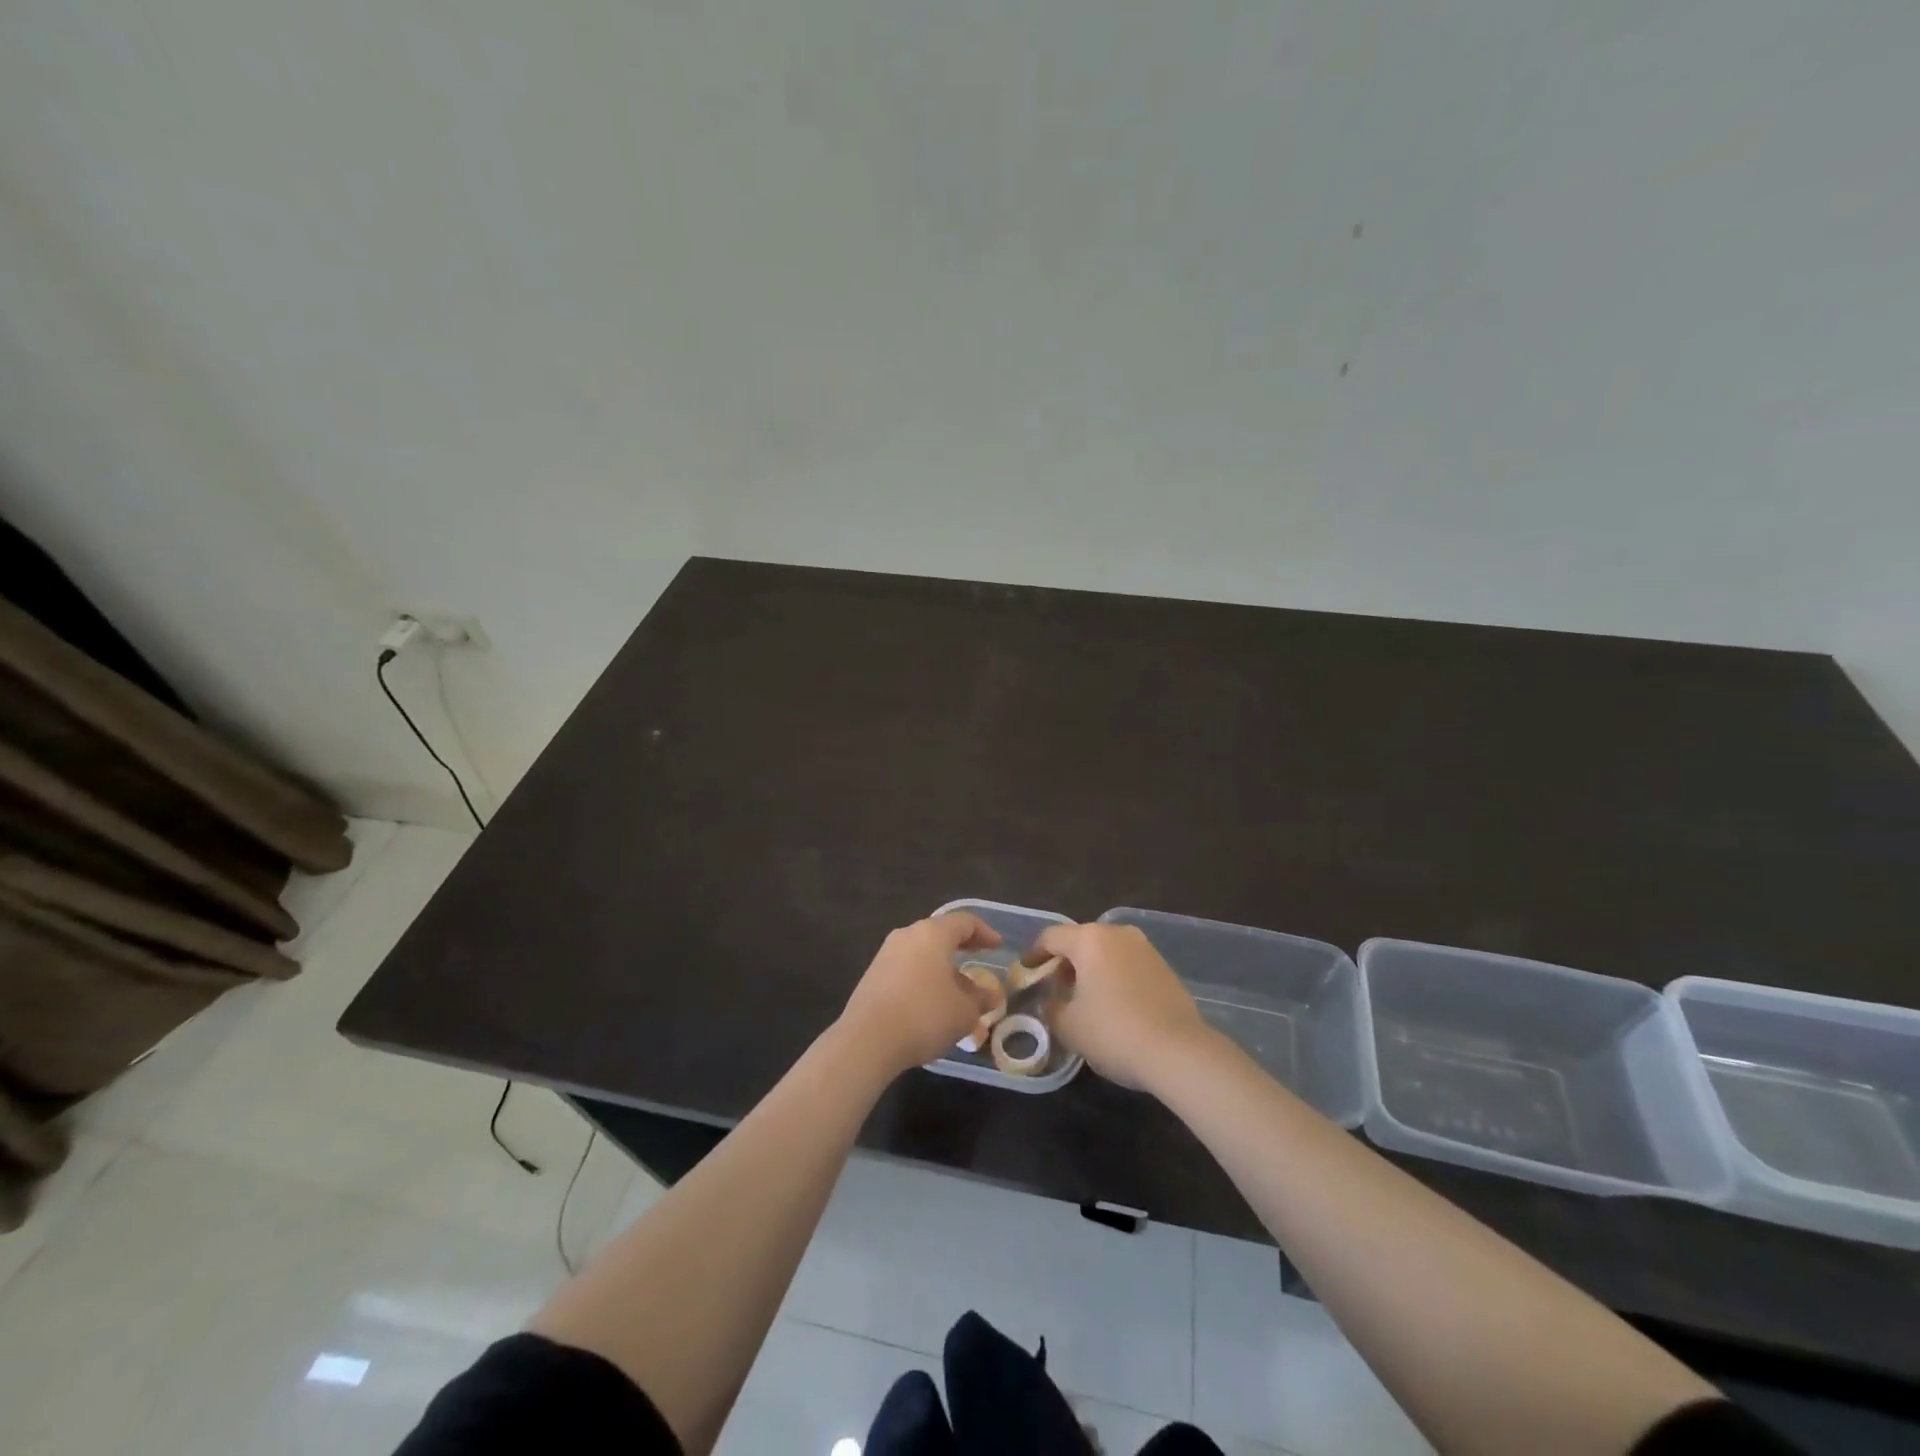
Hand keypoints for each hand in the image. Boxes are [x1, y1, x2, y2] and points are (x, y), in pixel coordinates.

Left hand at [838, 913, 1002, 1076]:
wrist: (867, 1040)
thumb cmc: (925, 1016)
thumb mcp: (964, 1011)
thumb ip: (980, 998)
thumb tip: (989, 994)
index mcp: (932, 934)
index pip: (964, 922)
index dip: (985, 932)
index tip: (997, 946)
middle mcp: (907, 935)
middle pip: (939, 933)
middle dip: (961, 946)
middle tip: (978, 957)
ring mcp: (885, 954)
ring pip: (921, 951)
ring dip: (941, 965)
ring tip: (956, 987)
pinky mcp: (872, 976)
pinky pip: (905, 968)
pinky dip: (923, 977)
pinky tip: (930, 1001)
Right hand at [1035, 922, 1213, 1089]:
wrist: (1179, 1051)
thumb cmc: (1113, 1032)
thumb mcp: (1068, 1026)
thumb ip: (1051, 1007)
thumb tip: (1052, 1001)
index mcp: (1089, 939)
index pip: (1051, 937)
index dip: (1034, 955)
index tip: (1026, 975)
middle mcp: (1117, 934)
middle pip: (1080, 941)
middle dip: (1064, 964)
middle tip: (1055, 991)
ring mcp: (1145, 948)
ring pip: (1106, 953)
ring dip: (1091, 971)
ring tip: (1084, 1002)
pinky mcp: (1164, 967)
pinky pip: (1128, 965)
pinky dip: (1114, 978)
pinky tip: (1114, 1007)